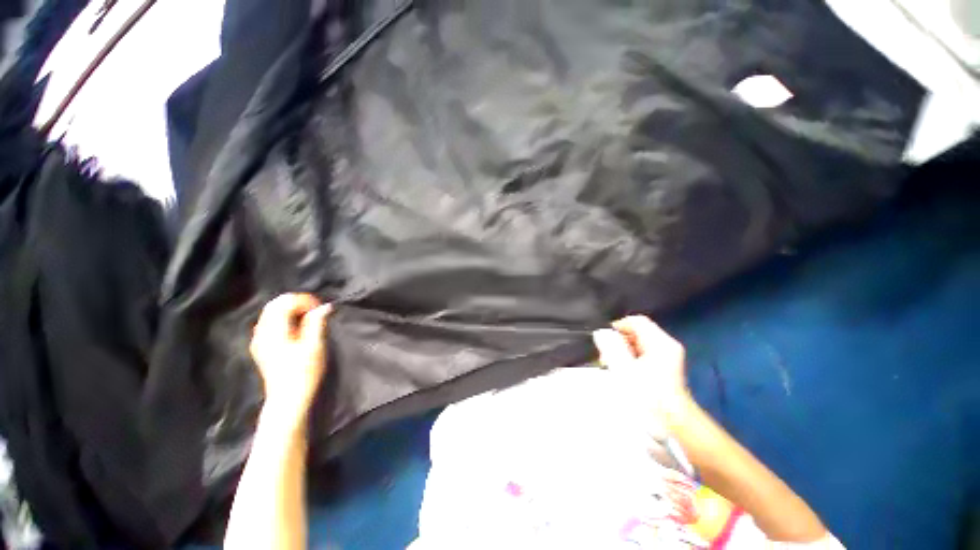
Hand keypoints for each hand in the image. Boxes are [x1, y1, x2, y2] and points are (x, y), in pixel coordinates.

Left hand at [250, 293, 331, 428]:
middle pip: (275, 305)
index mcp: (274, 332)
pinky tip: (298, 327)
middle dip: (297, 302)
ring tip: (310, 318)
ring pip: (271, 313)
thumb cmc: (304, 372)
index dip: (304, 300)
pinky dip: (285, 318)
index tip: (320, 308)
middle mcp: (262, 333)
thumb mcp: (315, 346)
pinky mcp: (261, 347)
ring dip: (291, 309)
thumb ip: (317, 323)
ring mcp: (259, 340)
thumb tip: (325, 306)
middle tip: (316, 310)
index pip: (284, 303)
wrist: (288, 398)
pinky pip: (270, 323)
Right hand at [592, 315, 691, 429]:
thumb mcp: (625, 369)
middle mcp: (666, 346)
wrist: (674, 427)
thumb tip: (600, 333)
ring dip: (622, 352)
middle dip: (618, 341)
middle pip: (636, 332)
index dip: (618, 327)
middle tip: (606, 357)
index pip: (636, 321)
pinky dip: (630, 360)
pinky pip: (642, 355)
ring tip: (611, 367)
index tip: (604, 341)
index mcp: (660, 342)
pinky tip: (622, 373)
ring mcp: (667, 358)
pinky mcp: (664, 369)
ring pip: (637, 344)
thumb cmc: (649, 397)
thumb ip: (610, 347)